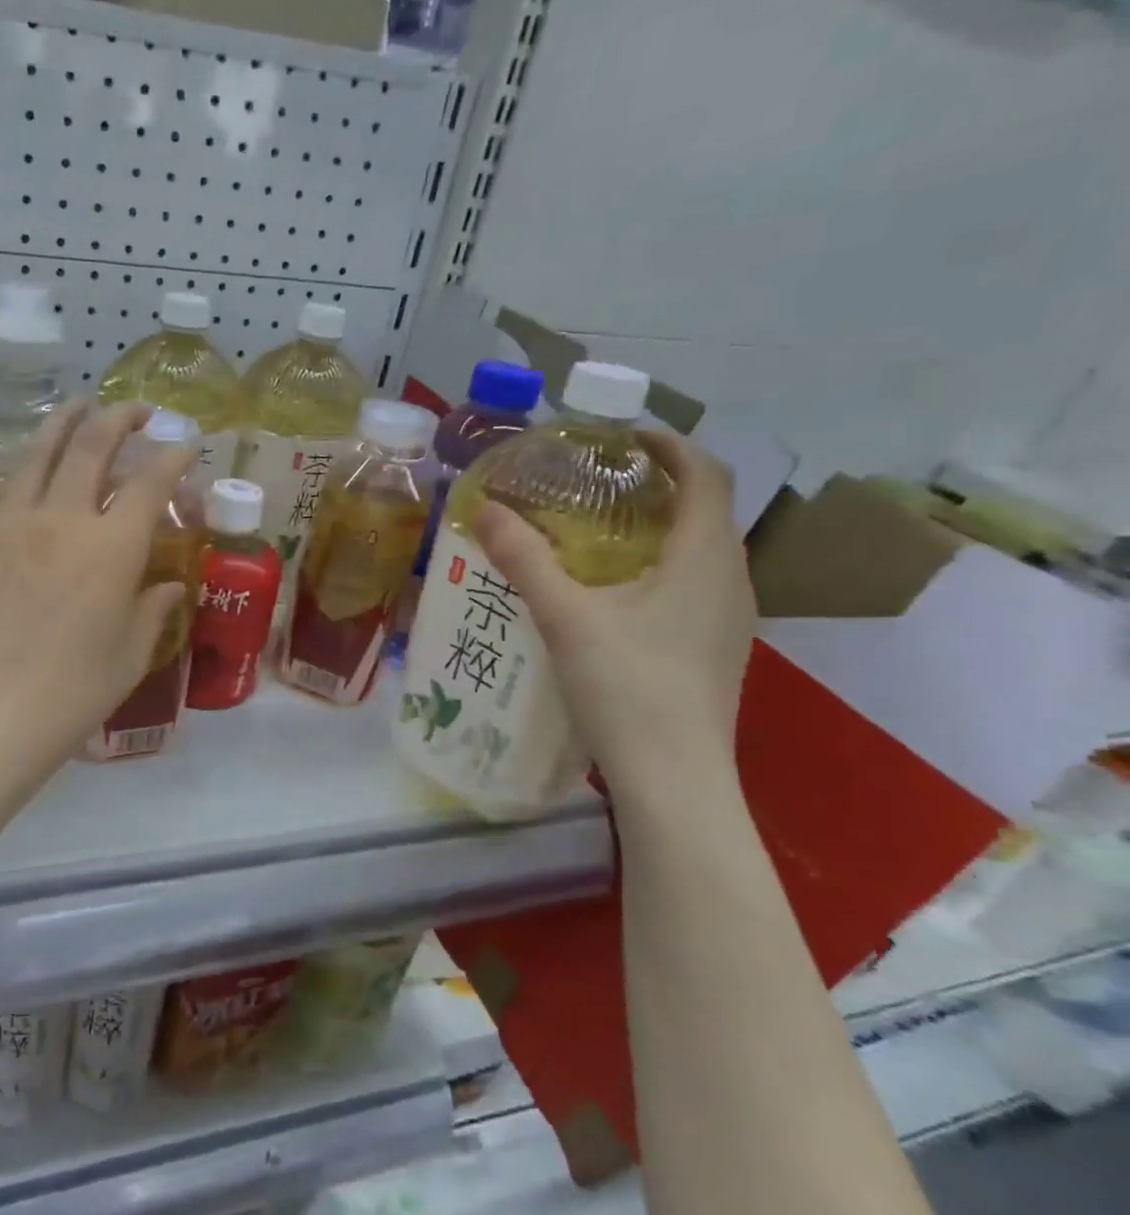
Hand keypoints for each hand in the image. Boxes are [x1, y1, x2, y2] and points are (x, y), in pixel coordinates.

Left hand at [0, 399, 194, 790]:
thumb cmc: (71, 694)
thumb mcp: (129, 657)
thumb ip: (153, 611)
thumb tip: (169, 586)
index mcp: (112, 549)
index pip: (150, 483)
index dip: (172, 457)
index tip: (185, 445)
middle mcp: (64, 521)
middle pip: (93, 448)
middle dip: (120, 419)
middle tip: (138, 409)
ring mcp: (16, 525)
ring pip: (42, 453)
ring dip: (68, 422)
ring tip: (82, 406)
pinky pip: (12, 485)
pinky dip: (33, 461)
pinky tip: (39, 464)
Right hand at [470, 431, 754, 787]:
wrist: (674, 778)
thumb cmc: (627, 687)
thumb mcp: (566, 617)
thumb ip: (524, 560)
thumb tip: (485, 510)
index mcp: (703, 558)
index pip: (706, 474)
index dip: (670, 445)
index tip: (621, 435)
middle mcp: (729, 579)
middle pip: (705, 508)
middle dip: (657, 483)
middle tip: (597, 479)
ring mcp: (729, 617)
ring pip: (700, 548)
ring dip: (658, 524)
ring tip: (599, 527)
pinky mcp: (715, 646)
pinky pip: (694, 581)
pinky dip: (660, 562)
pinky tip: (614, 589)